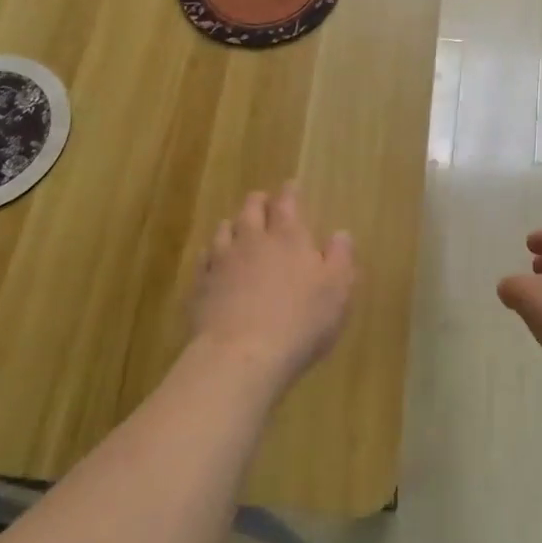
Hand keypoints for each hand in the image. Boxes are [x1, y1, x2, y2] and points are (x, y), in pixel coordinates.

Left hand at [189, 183, 354, 396]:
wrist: (241, 356)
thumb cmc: (300, 322)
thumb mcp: (337, 291)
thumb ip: (340, 258)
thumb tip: (341, 234)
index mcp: (288, 237)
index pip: (287, 203)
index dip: (289, 192)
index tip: (290, 186)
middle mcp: (252, 240)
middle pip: (251, 209)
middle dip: (259, 202)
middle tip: (264, 202)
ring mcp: (221, 261)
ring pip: (224, 230)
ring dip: (233, 225)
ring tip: (237, 227)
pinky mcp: (200, 285)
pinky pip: (204, 259)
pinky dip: (211, 255)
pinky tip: (213, 262)